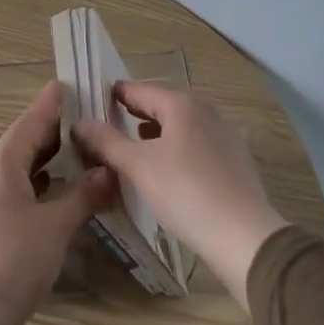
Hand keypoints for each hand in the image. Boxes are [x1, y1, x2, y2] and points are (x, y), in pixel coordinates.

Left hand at [0, 80, 113, 324]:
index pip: (33, 120)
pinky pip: (8, 189)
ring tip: (80, 156)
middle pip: (24, 142)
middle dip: (56, 133)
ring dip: (46, 162)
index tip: (76, 84)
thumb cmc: (10, 263)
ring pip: (16, 168)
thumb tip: (110, 171)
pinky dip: (34, 184)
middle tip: (91, 123)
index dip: (55, 102)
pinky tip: (55, 194)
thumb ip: (84, 195)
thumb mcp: (55, 228)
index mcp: (0, 164)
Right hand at [72, 83, 289, 306]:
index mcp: (183, 104)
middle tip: (105, 126)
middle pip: (162, 106)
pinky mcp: (234, 160)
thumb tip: (80, 123)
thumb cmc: (185, 192)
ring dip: (154, 134)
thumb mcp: (138, 166)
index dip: (114, 95)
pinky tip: (164, 170)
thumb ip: (107, 142)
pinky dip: (174, 149)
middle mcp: (206, 112)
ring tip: (131, 148)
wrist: (242, 234)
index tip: (92, 101)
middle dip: (134, 115)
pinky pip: (195, 145)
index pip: (140, 90)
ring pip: (180, 127)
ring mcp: (224, 135)